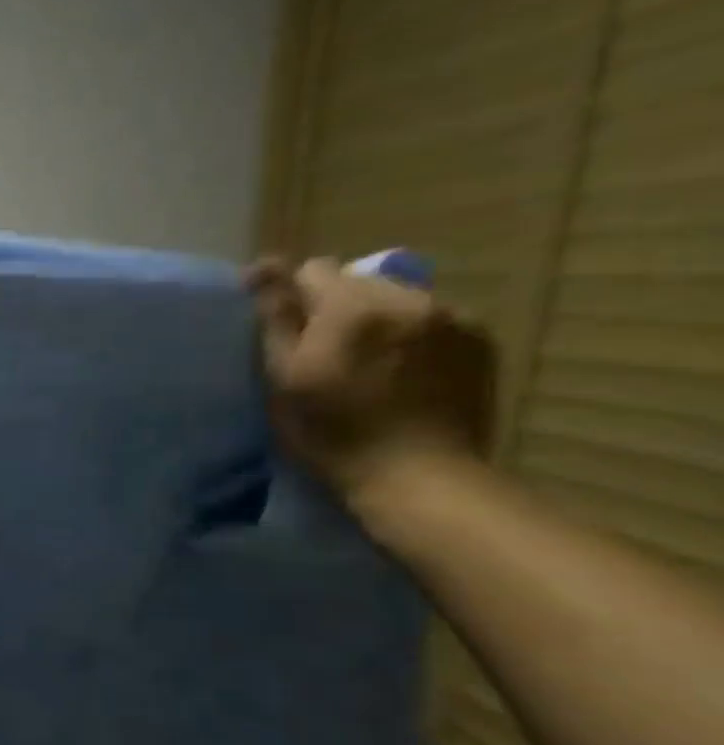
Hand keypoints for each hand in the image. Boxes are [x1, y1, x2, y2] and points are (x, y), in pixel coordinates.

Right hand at [246, 257, 496, 519]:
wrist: (419, 477)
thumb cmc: (333, 433)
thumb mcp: (285, 379)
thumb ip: (277, 318)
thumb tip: (263, 267)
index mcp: (351, 306)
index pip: (312, 270)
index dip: (291, 295)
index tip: (283, 326)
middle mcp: (406, 297)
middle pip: (358, 282)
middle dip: (337, 308)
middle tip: (325, 353)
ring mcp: (452, 316)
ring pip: (397, 300)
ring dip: (377, 321)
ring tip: (368, 364)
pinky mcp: (480, 340)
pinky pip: (433, 321)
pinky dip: (413, 337)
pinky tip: (404, 374)